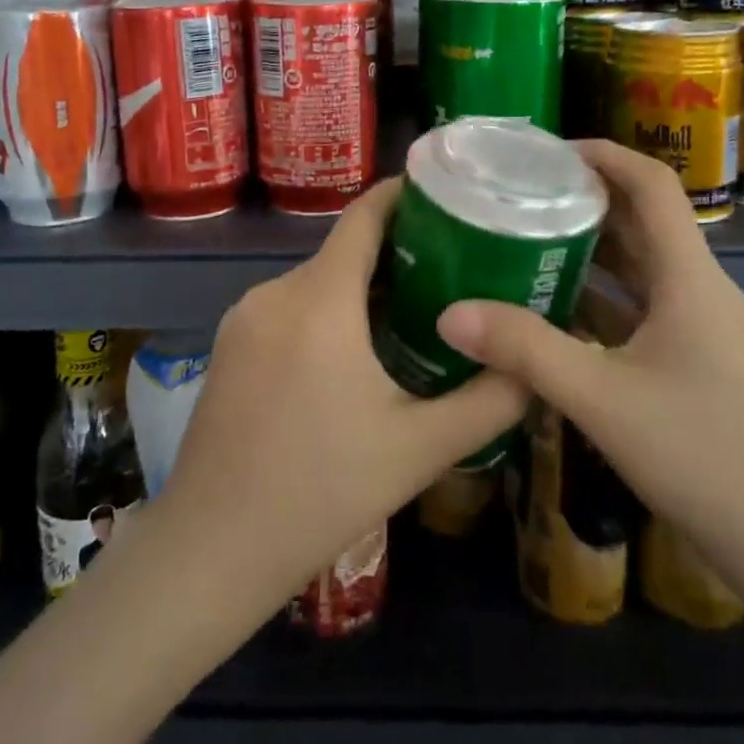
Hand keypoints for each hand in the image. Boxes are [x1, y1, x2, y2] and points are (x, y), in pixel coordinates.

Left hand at [157, 178, 529, 611]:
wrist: (210, 550)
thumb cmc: (320, 491)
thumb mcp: (419, 449)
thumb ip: (487, 402)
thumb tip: (533, 367)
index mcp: (320, 299)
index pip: (364, 216)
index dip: (403, 194)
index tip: (444, 193)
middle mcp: (276, 292)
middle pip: (344, 252)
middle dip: (396, 255)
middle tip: (453, 274)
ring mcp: (244, 318)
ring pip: (316, 283)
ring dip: (361, 291)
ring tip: (413, 318)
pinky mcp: (228, 346)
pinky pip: (289, 310)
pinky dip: (326, 314)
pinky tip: (353, 358)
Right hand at [434, 141, 743, 612]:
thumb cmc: (706, 458)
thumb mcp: (603, 400)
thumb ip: (526, 351)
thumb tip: (450, 312)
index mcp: (689, 277)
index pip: (652, 185)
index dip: (603, 154)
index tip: (544, 152)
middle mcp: (698, 289)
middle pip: (641, 221)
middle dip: (583, 199)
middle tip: (518, 195)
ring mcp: (699, 328)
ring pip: (639, 268)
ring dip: (588, 250)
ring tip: (523, 241)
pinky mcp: (694, 362)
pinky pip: (639, 309)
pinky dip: (598, 298)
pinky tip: (552, 312)